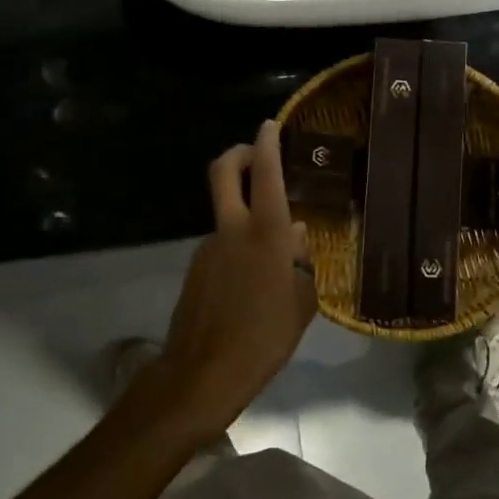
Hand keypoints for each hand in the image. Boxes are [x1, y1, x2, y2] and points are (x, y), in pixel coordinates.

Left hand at [134, 120, 316, 444]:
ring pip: (226, 213)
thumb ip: (302, 262)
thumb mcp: (301, 302)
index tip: (270, 125)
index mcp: (266, 233)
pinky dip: (237, 246)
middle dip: (239, 153)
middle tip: (255, 153)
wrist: (204, 373)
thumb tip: (298, 236)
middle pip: (223, 172)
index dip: (267, 143)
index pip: (264, 173)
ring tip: (273, 253)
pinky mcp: (196, 268)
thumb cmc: (266, 338)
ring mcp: (208, 247)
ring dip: (244, 212)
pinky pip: (221, 244)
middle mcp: (232, 229)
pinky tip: (253, 281)